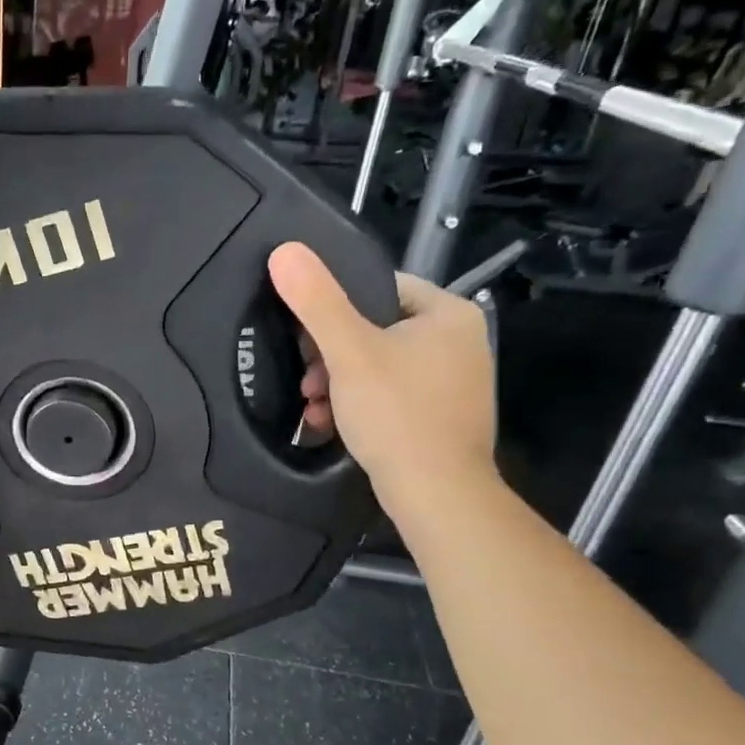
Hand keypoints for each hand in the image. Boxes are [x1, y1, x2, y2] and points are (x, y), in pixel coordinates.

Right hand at [268, 243, 496, 519]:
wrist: (435, 493)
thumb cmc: (396, 413)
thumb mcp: (348, 351)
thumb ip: (316, 300)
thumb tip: (284, 250)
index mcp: (448, 313)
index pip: (380, 288)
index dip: (335, 307)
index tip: (305, 335)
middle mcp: (459, 341)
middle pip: (375, 330)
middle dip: (330, 355)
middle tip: (305, 379)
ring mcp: (453, 381)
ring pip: (378, 366)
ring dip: (336, 384)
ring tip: (312, 406)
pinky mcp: (441, 416)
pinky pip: (390, 395)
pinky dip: (358, 405)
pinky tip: (330, 424)